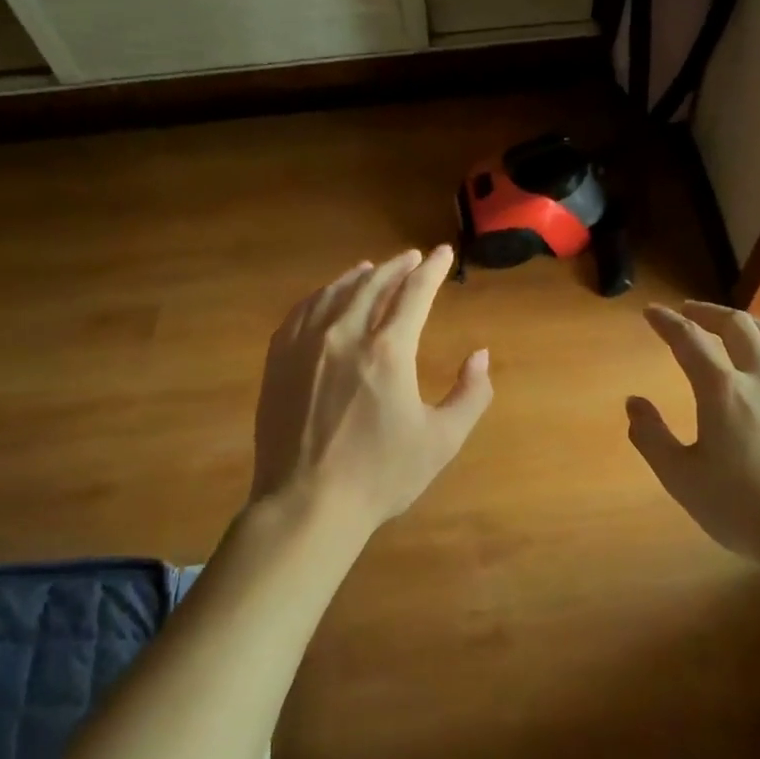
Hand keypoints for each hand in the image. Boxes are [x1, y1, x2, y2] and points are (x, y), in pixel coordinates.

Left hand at [250, 246, 491, 535]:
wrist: (306, 503)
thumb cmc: (380, 475)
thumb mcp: (441, 440)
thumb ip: (471, 394)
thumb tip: (481, 355)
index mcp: (388, 351)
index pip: (414, 293)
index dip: (432, 270)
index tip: (443, 254)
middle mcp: (344, 335)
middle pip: (373, 284)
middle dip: (397, 267)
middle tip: (413, 258)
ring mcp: (305, 345)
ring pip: (335, 293)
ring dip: (359, 276)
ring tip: (371, 268)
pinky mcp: (278, 360)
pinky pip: (301, 311)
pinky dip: (321, 295)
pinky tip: (327, 297)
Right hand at [626, 301, 759, 573]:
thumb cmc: (742, 511)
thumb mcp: (681, 478)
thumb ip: (651, 436)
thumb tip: (634, 402)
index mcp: (722, 391)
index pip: (688, 340)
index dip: (667, 322)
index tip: (652, 313)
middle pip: (736, 326)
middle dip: (707, 313)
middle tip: (689, 313)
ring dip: (746, 324)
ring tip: (731, 326)